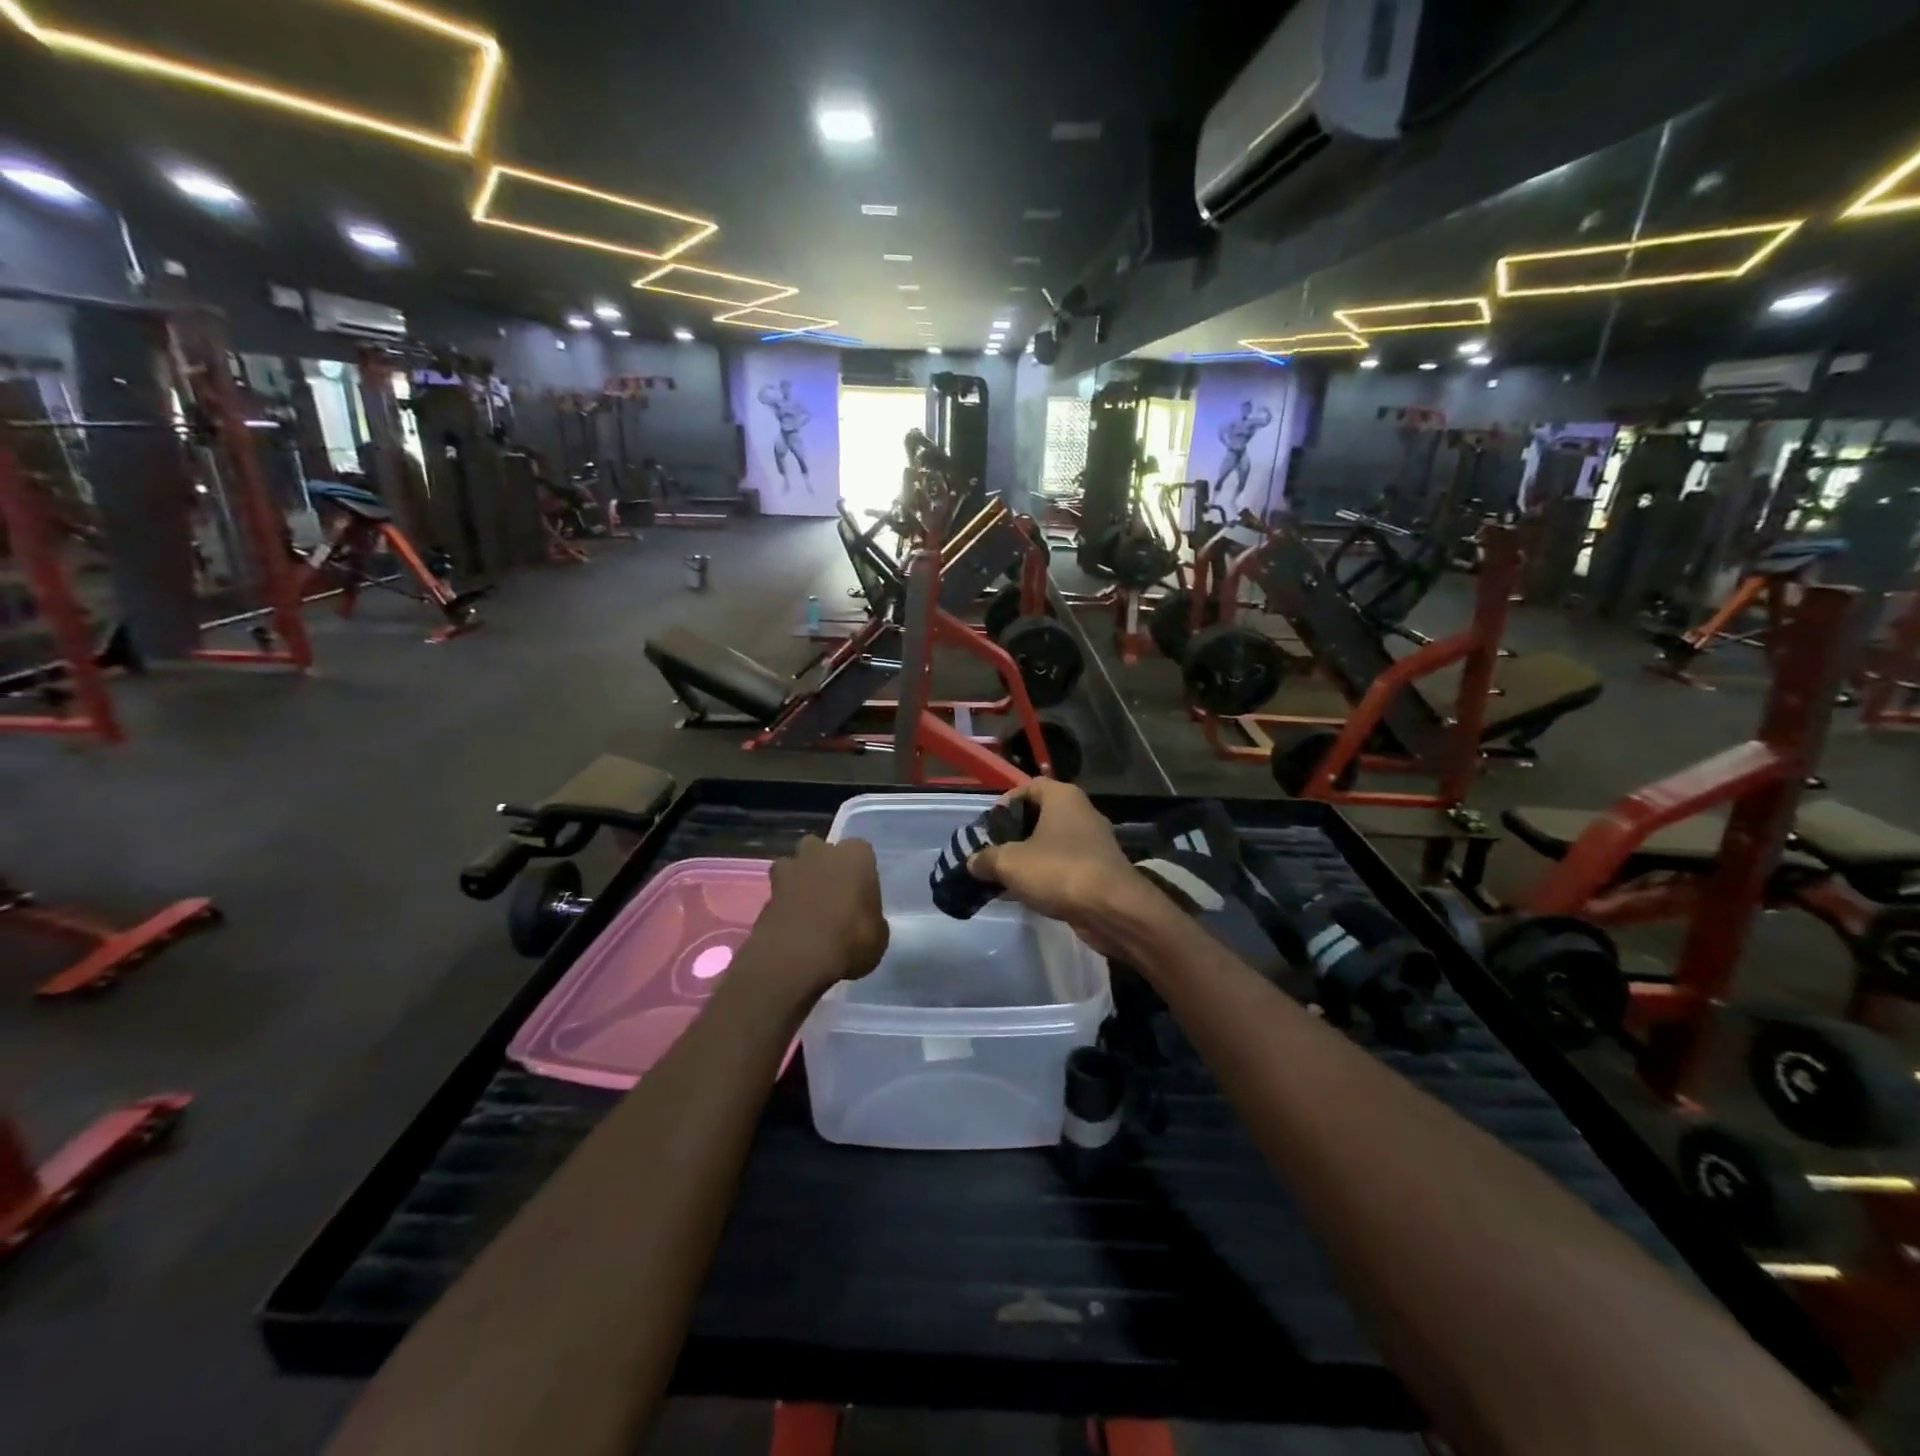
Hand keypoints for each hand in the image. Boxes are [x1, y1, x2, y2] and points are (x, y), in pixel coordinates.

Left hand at [749, 836, 888, 999]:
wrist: (797, 958)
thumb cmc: (850, 940)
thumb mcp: (878, 936)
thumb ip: (871, 919)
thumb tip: (865, 922)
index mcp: (854, 855)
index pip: (861, 851)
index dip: (861, 872)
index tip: (861, 893)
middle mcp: (820, 853)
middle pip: (821, 849)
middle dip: (824, 865)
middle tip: (832, 895)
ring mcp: (789, 871)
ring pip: (793, 865)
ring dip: (798, 880)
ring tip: (807, 908)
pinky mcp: (765, 894)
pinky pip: (778, 894)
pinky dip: (783, 906)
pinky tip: (791, 928)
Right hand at [967, 781, 1158, 957]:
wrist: (1112, 909)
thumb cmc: (1058, 871)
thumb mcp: (1010, 863)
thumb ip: (986, 859)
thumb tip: (973, 862)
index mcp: (1063, 797)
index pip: (1029, 786)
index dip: (1006, 803)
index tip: (989, 826)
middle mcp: (1081, 812)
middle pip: (1040, 815)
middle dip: (1014, 834)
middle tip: (992, 852)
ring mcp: (1093, 842)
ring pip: (1052, 843)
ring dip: (1029, 858)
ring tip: (1004, 876)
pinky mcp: (1099, 870)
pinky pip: (1064, 866)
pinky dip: (1046, 875)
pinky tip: (1027, 894)